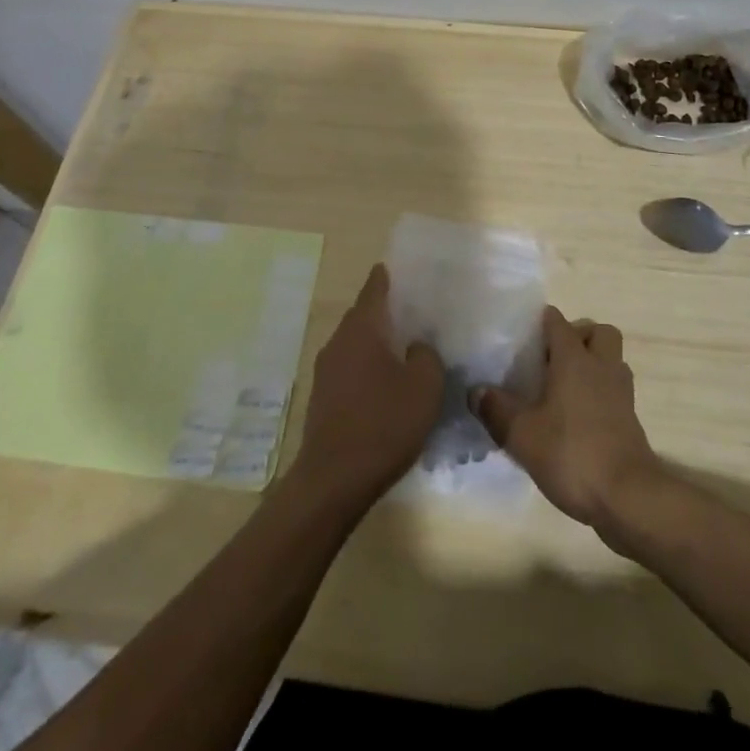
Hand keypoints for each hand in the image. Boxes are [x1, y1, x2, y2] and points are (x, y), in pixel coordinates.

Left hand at [288, 264, 443, 511]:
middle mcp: (338, 342)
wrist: (333, 480)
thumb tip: (417, 347)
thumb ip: (426, 355)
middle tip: (416, 313)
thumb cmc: (383, 424)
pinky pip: (350, 369)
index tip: (401, 270)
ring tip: (406, 350)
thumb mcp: (424, 386)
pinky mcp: (323, 398)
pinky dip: (368, 368)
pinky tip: (387, 386)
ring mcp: (326, 371)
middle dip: (387, 312)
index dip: (388, 277)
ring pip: (356, 344)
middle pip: (364, 315)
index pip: (375, 288)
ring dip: (377, 344)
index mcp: (362, 329)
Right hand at [473, 306, 661, 533]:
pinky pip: (615, 390)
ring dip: (593, 365)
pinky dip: (600, 394)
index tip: (522, 335)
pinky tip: (577, 417)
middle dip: (579, 337)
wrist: (628, 498)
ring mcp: (621, 393)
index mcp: (574, 359)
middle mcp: (602, 367)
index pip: (558, 322)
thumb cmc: (572, 454)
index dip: (540, 322)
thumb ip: (496, 410)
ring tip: (564, 387)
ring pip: (611, 360)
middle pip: (598, 332)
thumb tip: (476, 391)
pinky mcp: (631, 420)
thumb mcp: (522, 435)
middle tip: (552, 359)